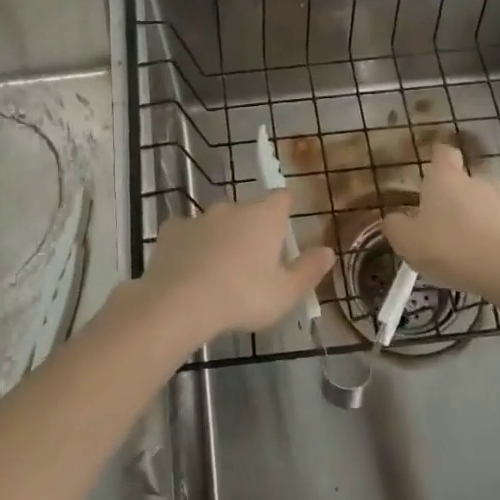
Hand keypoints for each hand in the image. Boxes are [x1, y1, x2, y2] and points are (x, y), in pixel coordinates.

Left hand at [141, 191, 334, 343]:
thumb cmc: (243, 296)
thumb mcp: (285, 293)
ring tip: (219, 272)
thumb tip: (328, 251)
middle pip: (248, 211)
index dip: (285, 209)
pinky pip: (186, 233)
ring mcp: (199, 216)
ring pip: (216, 222)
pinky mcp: (171, 230)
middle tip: (253, 263)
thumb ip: (308, 270)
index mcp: (264, 216)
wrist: (180, 302)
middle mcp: (232, 208)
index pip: (282, 198)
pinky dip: (190, 245)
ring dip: (220, 238)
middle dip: (251, 230)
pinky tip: (188, 269)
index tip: (284, 227)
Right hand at [382, 143, 499, 300]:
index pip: (443, 152)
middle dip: (458, 191)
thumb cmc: (449, 246)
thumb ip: (395, 226)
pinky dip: (491, 237)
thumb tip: (392, 219)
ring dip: (477, 214)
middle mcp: (475, 182)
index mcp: (445, 178)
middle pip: (469, 176)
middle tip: (444, 213)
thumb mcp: (407, 240)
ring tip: (464, 238)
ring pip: (487, 202)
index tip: (430, 167)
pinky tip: (480, 258)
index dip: (437, 157)